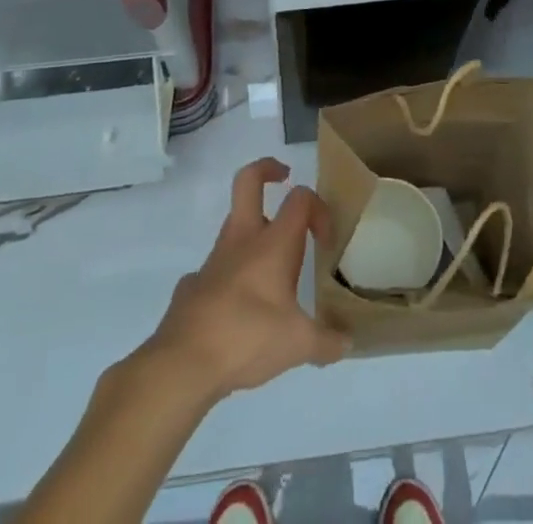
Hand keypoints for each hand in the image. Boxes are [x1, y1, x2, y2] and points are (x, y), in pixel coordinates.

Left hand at [143, 158, 349, 402]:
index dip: (318, 209)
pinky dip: (230, 274)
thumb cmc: (247, 338)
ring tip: (271, 264)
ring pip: (234, 223)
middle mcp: (243, 239)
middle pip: (249, 180)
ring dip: (253, 229)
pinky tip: (237, 304)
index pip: (300, 199)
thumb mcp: (298, 345)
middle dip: (267, 169)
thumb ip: (327, 342)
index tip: (325, 240)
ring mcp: (214, 258)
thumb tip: (348, 343)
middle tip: (283, 178)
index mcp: (273, 243)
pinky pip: (216, 266)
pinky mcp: (193, 283)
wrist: (183, 362)